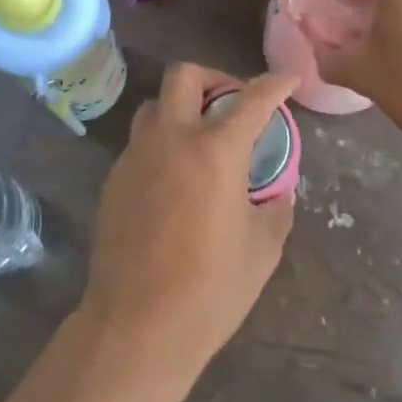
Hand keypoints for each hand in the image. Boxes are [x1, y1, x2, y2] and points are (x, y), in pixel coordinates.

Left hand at [80, 65, 297, 381]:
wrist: (137, 326)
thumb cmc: (210, 289)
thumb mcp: (262, 249)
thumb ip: (275, 208)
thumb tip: (276, 192)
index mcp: (215, 150)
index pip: (252, 100)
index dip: (274, 84)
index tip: (287, 79)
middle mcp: (172, 139)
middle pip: (184, 76)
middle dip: (213, 77)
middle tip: (231, 103)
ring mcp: (136, 156)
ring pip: (155, 105)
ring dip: (181, 108)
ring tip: (200, 138)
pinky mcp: (114, 178)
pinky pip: (140, 142)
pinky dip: (162, 143)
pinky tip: (175, 178)